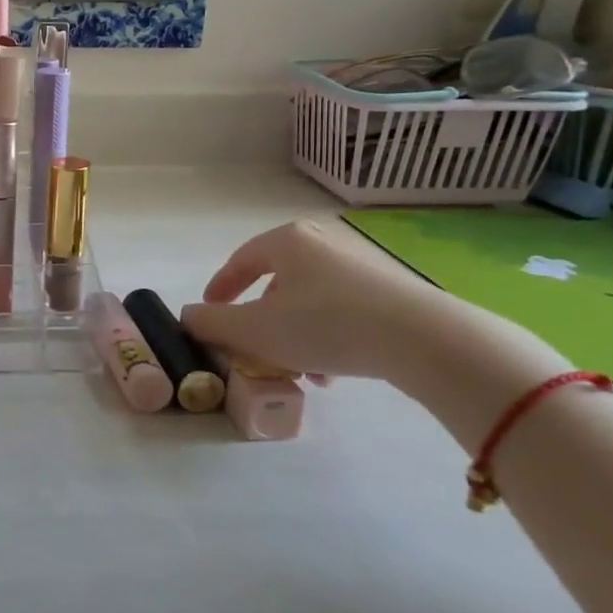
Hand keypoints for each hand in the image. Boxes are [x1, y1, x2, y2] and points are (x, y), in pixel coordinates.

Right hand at [179, 218, 467, 383]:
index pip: (240, 261)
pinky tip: (333, 372)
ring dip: (294, 335)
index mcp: (287, 240)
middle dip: (261, 320)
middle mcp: (323, 243)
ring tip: (298, 370)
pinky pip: (342, 311)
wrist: (423, 340)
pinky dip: (327, 337)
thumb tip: (189, 317)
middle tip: (254, 347)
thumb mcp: (253, 330)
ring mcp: (362, 265)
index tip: (209, 313)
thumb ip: (211, 323)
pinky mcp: (392, 292)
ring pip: (309, 301)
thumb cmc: (324, 325)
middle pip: (276, 283)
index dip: (219, 289)